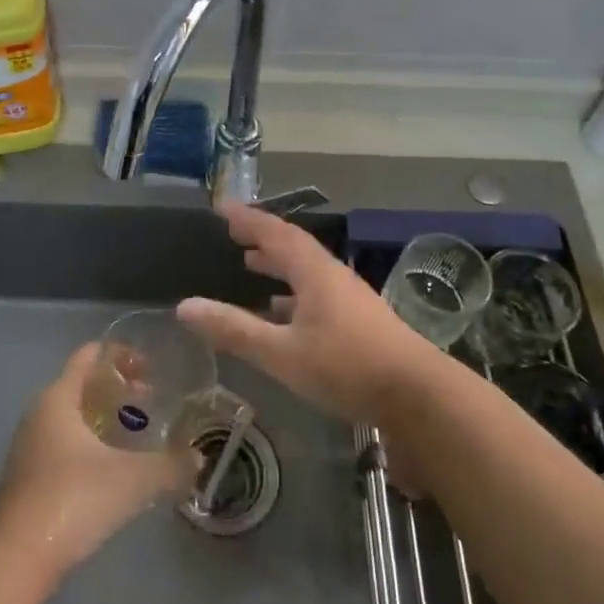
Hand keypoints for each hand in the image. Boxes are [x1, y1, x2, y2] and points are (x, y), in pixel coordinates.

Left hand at [0, 344, 197, 579]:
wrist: (16, 559)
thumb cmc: (73, 499)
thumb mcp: (133, 480)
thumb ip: (170, 465)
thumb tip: (198, 458)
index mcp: (59, 397)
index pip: (89, 355)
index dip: (121, 354)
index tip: (152, 367)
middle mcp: (40, 413)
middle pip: (82, 384)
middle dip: (118, 388)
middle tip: (152, 400)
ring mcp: (31, 446)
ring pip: (74, 417)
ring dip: (105, 418)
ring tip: (138, 434)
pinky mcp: (29, 477)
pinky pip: (65, 444)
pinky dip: (92, 444)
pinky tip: (114, 468)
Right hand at [177, 202, 441, 423]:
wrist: (419, 396)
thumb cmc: (347, 366)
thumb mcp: (282, 352)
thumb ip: (234, 329)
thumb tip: (184, 306)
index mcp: (314, 272)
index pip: (275, 232)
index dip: (247, 218)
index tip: (221, 208)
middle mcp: (332, 276)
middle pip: (293, 247)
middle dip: (262, 238)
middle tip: (233, 235)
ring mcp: (349, 298)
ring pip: (306, 271)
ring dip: (278, 265)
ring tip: (250, 265)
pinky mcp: (359, 321)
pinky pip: (316, 293)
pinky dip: (293, 293)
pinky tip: (283, 313)